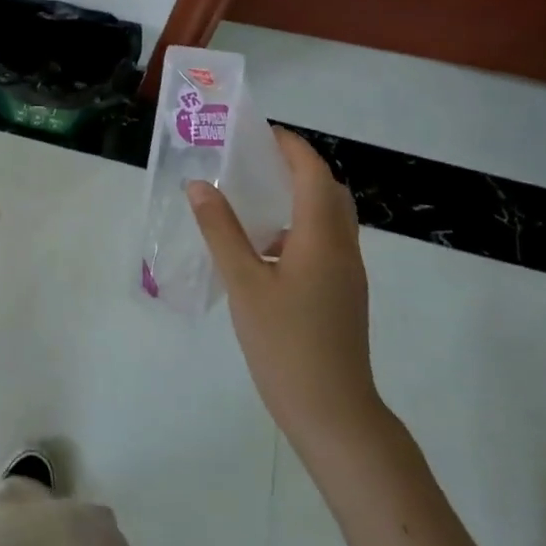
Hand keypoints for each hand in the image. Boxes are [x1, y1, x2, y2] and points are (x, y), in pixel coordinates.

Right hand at [188, 128, 385, 454]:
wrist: (334, 413)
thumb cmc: (286, 344)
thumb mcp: (244, 284)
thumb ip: (221, 231)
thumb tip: (199, 185)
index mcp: (321, 238)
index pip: (314, 174)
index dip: (292, 147)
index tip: (262, 132)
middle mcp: (342, 249)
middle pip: (329, 192)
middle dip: (299, 167)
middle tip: (258, 160)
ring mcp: (346, 275)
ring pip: (330, 219)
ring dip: (300, 198)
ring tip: (257, 198)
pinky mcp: (343, 296)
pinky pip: (325, 244)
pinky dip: (299, 229)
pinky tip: (265, 251)